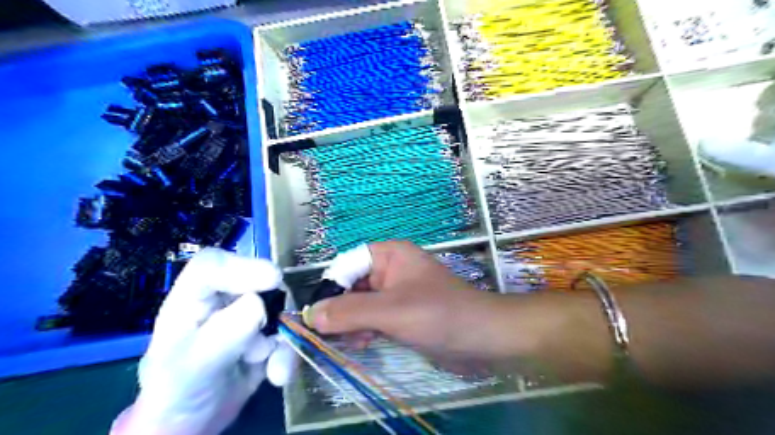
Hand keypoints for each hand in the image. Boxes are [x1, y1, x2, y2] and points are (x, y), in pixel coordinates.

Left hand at [112, 247, 297, 433]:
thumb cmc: (177, 392)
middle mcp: (222, 301)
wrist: (192, 425)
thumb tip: (260, 304)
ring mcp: (247, 316)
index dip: (241, 266)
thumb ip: (225, 333)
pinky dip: (287, 354)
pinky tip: (277, 375)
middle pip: (256, 280)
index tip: (272, 280)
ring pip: (279, 308)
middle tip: (279, 326)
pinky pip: (287, 334)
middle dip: (273, 305)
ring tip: (273, 367)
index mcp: (192, 299)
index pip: (213, 265)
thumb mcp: (194, 366)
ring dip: (283, 337)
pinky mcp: (266, 335)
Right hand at [305, 240, 498, 357]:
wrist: (481, 337)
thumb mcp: (391, 311)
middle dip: (341, 308)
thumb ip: (349, 312)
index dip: (330, 286)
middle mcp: (391, 269)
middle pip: (351, 285)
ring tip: (352, 341)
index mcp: (389, 255)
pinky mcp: (402, 312)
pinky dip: (364, 329)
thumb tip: (310, 315)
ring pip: (360, 303)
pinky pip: (373, 317)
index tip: (316, 314)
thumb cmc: (438, 314)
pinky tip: (363, 343)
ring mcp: (396, 292)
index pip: (346, 264)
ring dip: (351, 322)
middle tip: (331, 334)